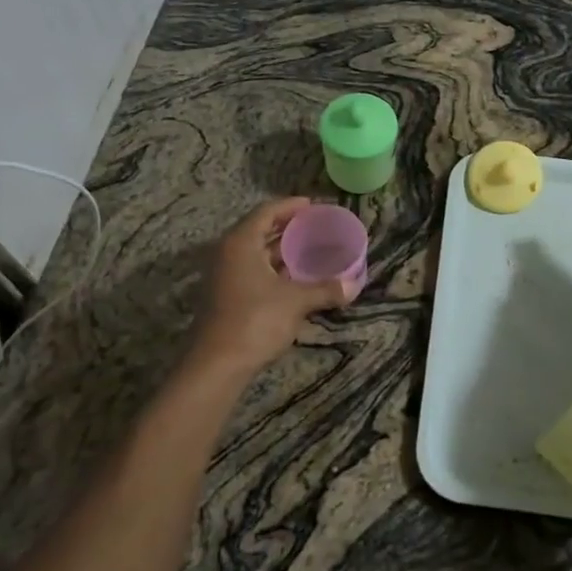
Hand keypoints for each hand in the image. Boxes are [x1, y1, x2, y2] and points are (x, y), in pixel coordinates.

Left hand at [187, 199, 350, 377]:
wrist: (217, 364)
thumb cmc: (255, 321)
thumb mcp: (295, 302)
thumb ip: (325, 289)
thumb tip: (353, 285)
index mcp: (241, 243)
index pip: (267, 212)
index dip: (291, 206)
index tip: (314, 205)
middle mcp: (229, 253)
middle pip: (261, 230)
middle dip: (289, 228)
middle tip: (318, 227)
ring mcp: (226, 276)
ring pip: (258, 253)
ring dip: (283, 251)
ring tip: (313, 249)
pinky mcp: (228, 296)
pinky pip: (255, 271)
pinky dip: (276, 269)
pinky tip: (298, 277)